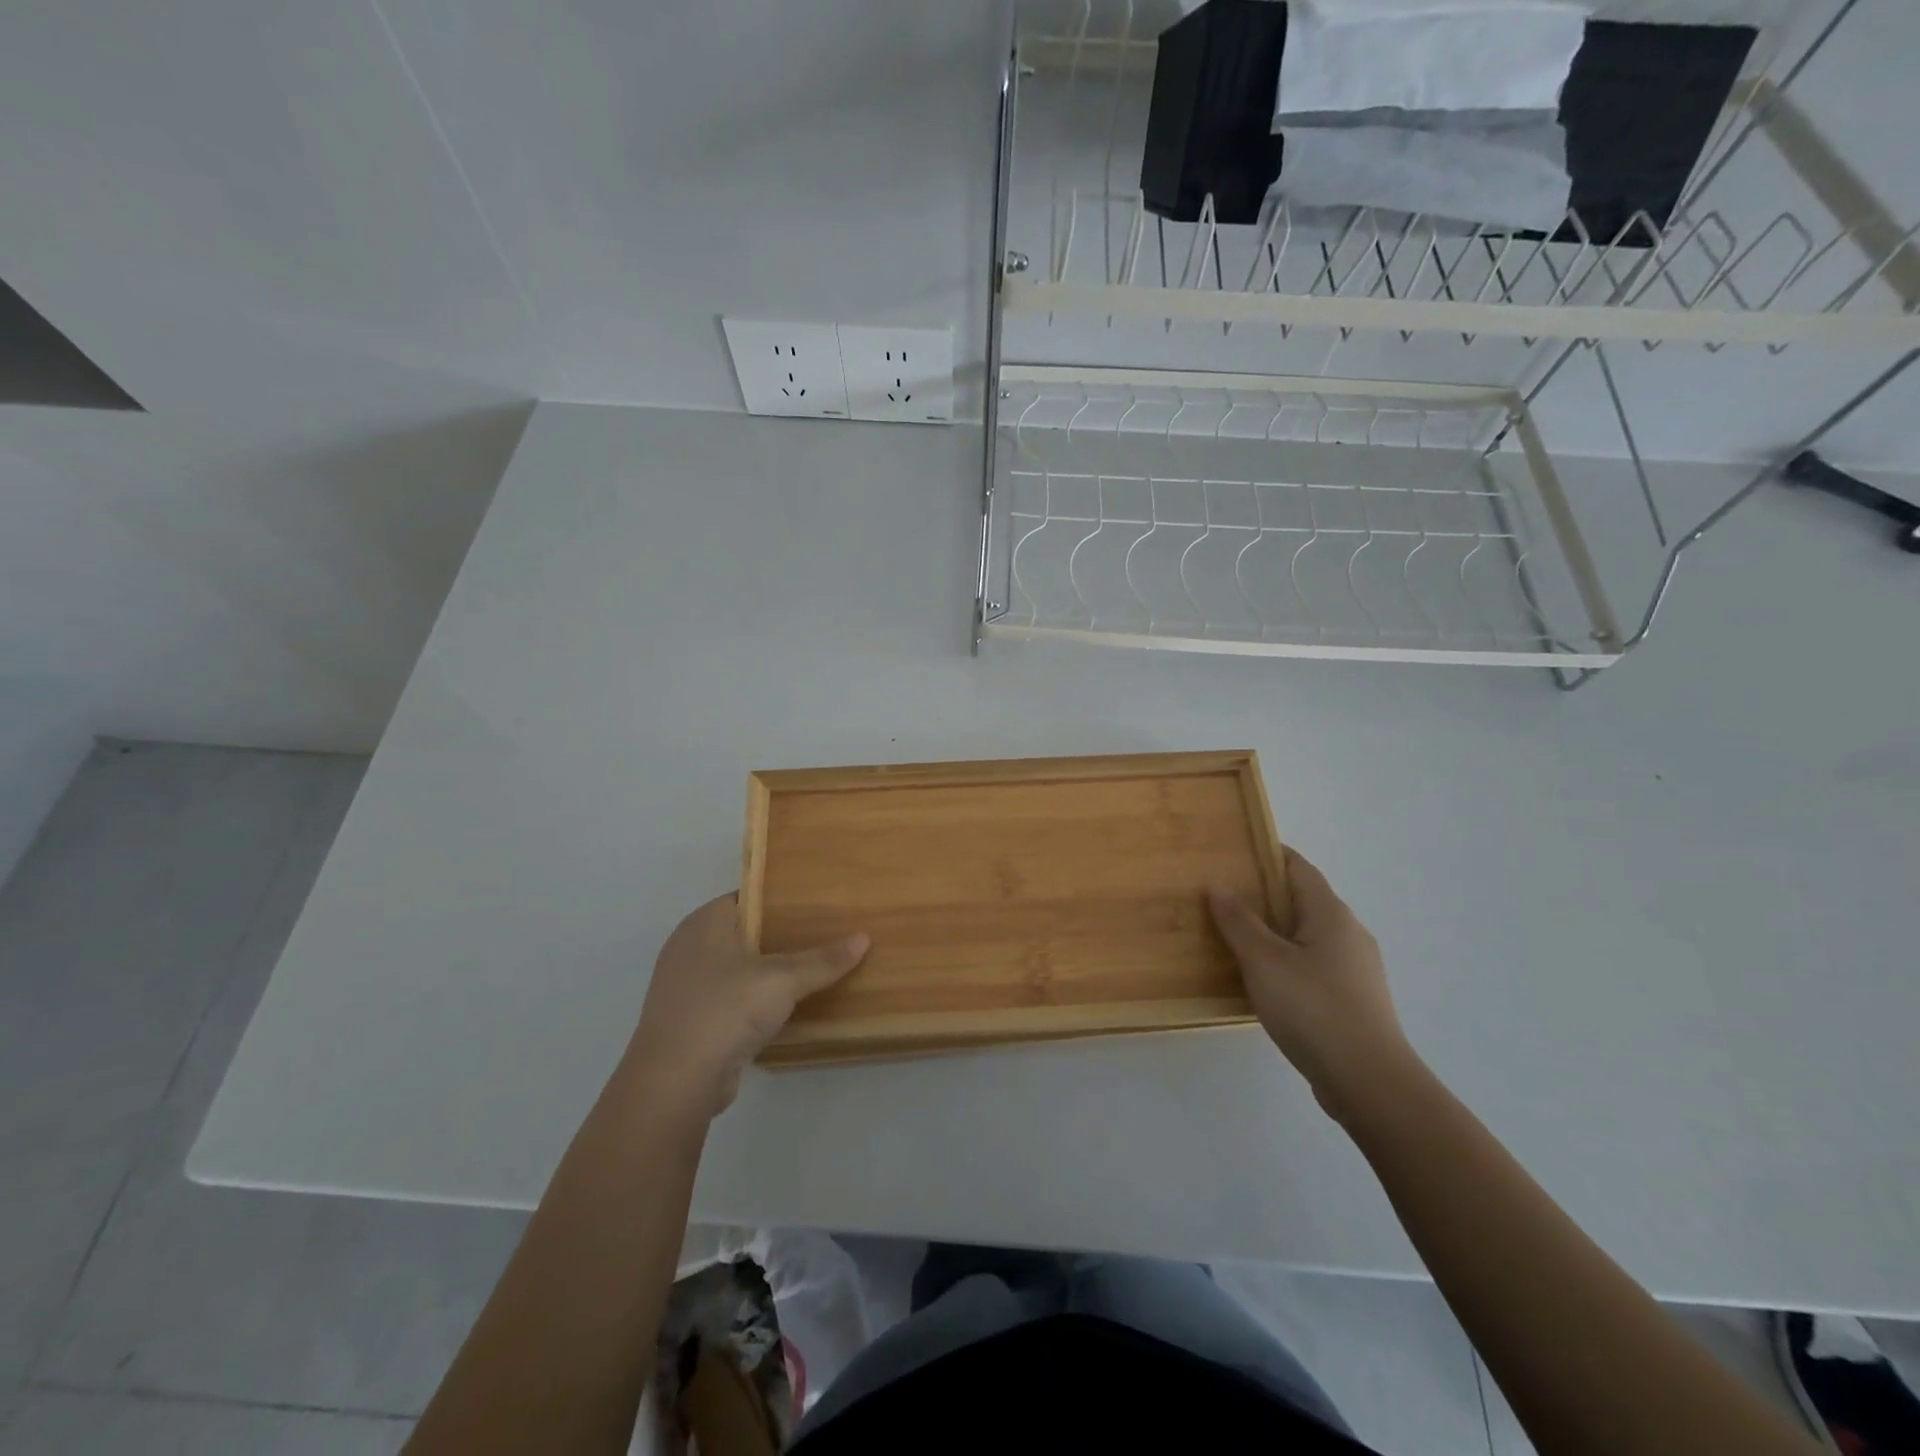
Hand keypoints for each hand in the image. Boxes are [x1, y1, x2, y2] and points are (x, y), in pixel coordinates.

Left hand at [621, 895, 868, 1119]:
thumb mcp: (782, 980)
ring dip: (770, 972)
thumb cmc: (724, 1011)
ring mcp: (687, 988)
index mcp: (703, 923)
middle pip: (745, 932)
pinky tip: (788, 1006)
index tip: (819, 903)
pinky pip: (732, 1000)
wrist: (674, 1084)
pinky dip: (756, 1001)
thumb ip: (823, 959)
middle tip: (826, 933)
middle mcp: (690, 948)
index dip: (783, 898)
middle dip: (782, 936)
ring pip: (739, 969)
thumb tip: (864, 937)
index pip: (749, 897)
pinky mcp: (692, 1022)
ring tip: (815, 967)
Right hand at [1209, 850, 1415, 1122]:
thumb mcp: (1263, 960)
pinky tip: (1263, 980)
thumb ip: (1238, 920)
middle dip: (1265, 895)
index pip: (1298, 867)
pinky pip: (1314, 964)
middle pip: (1303, 900)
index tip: (1234, 853)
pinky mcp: (1354, 999)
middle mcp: (1349, 932)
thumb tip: (1218, 884)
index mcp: (1330, 913)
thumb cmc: (1312, 1008)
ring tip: (1234, 938)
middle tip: (1222, 897)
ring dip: (1275, 931)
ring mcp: (1356, 968)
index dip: (1268, 855)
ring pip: (1308, 935)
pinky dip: (1287, 960)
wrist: (1370, 1082)